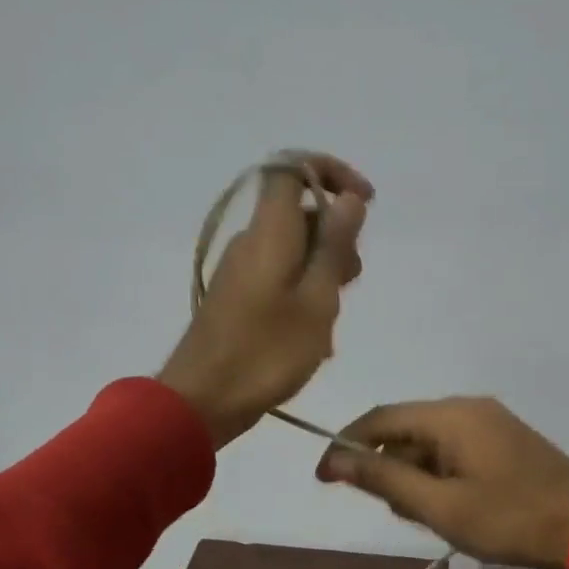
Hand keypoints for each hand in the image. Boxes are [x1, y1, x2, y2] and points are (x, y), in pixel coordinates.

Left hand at [158, 151, 373, 447]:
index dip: (332, 173)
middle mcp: (251, 242)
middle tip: (352, 280)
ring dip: (323, 273)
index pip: (293, 167)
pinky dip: (304, 295)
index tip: (365, 203)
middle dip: (336, 237)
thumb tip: (349, 199)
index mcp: (269, 232)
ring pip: (293, 251)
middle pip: (299, 214)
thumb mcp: (316, 301)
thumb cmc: (266, 353)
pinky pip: (278, 279)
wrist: (202, 400)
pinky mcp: (236, 299)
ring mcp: (240, 272)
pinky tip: (315, 338)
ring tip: (334, 319)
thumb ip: (334, 247)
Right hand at [315, 397, 568, 568]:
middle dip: (389, 469)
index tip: (324, 479)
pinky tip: (453, 507)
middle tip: (401, 514)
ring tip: (433, 517)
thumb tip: (334, 460)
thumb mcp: (439, 505)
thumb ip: (383, 480)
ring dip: (417, 477)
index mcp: (450, 415)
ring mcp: (491, 422)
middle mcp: (468, 407)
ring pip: (430, 443)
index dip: (346, 446)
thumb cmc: (509, 520)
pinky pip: (455, 450)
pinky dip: (441, 475)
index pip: (379, 419)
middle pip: (405, 430)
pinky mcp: (506, 440)